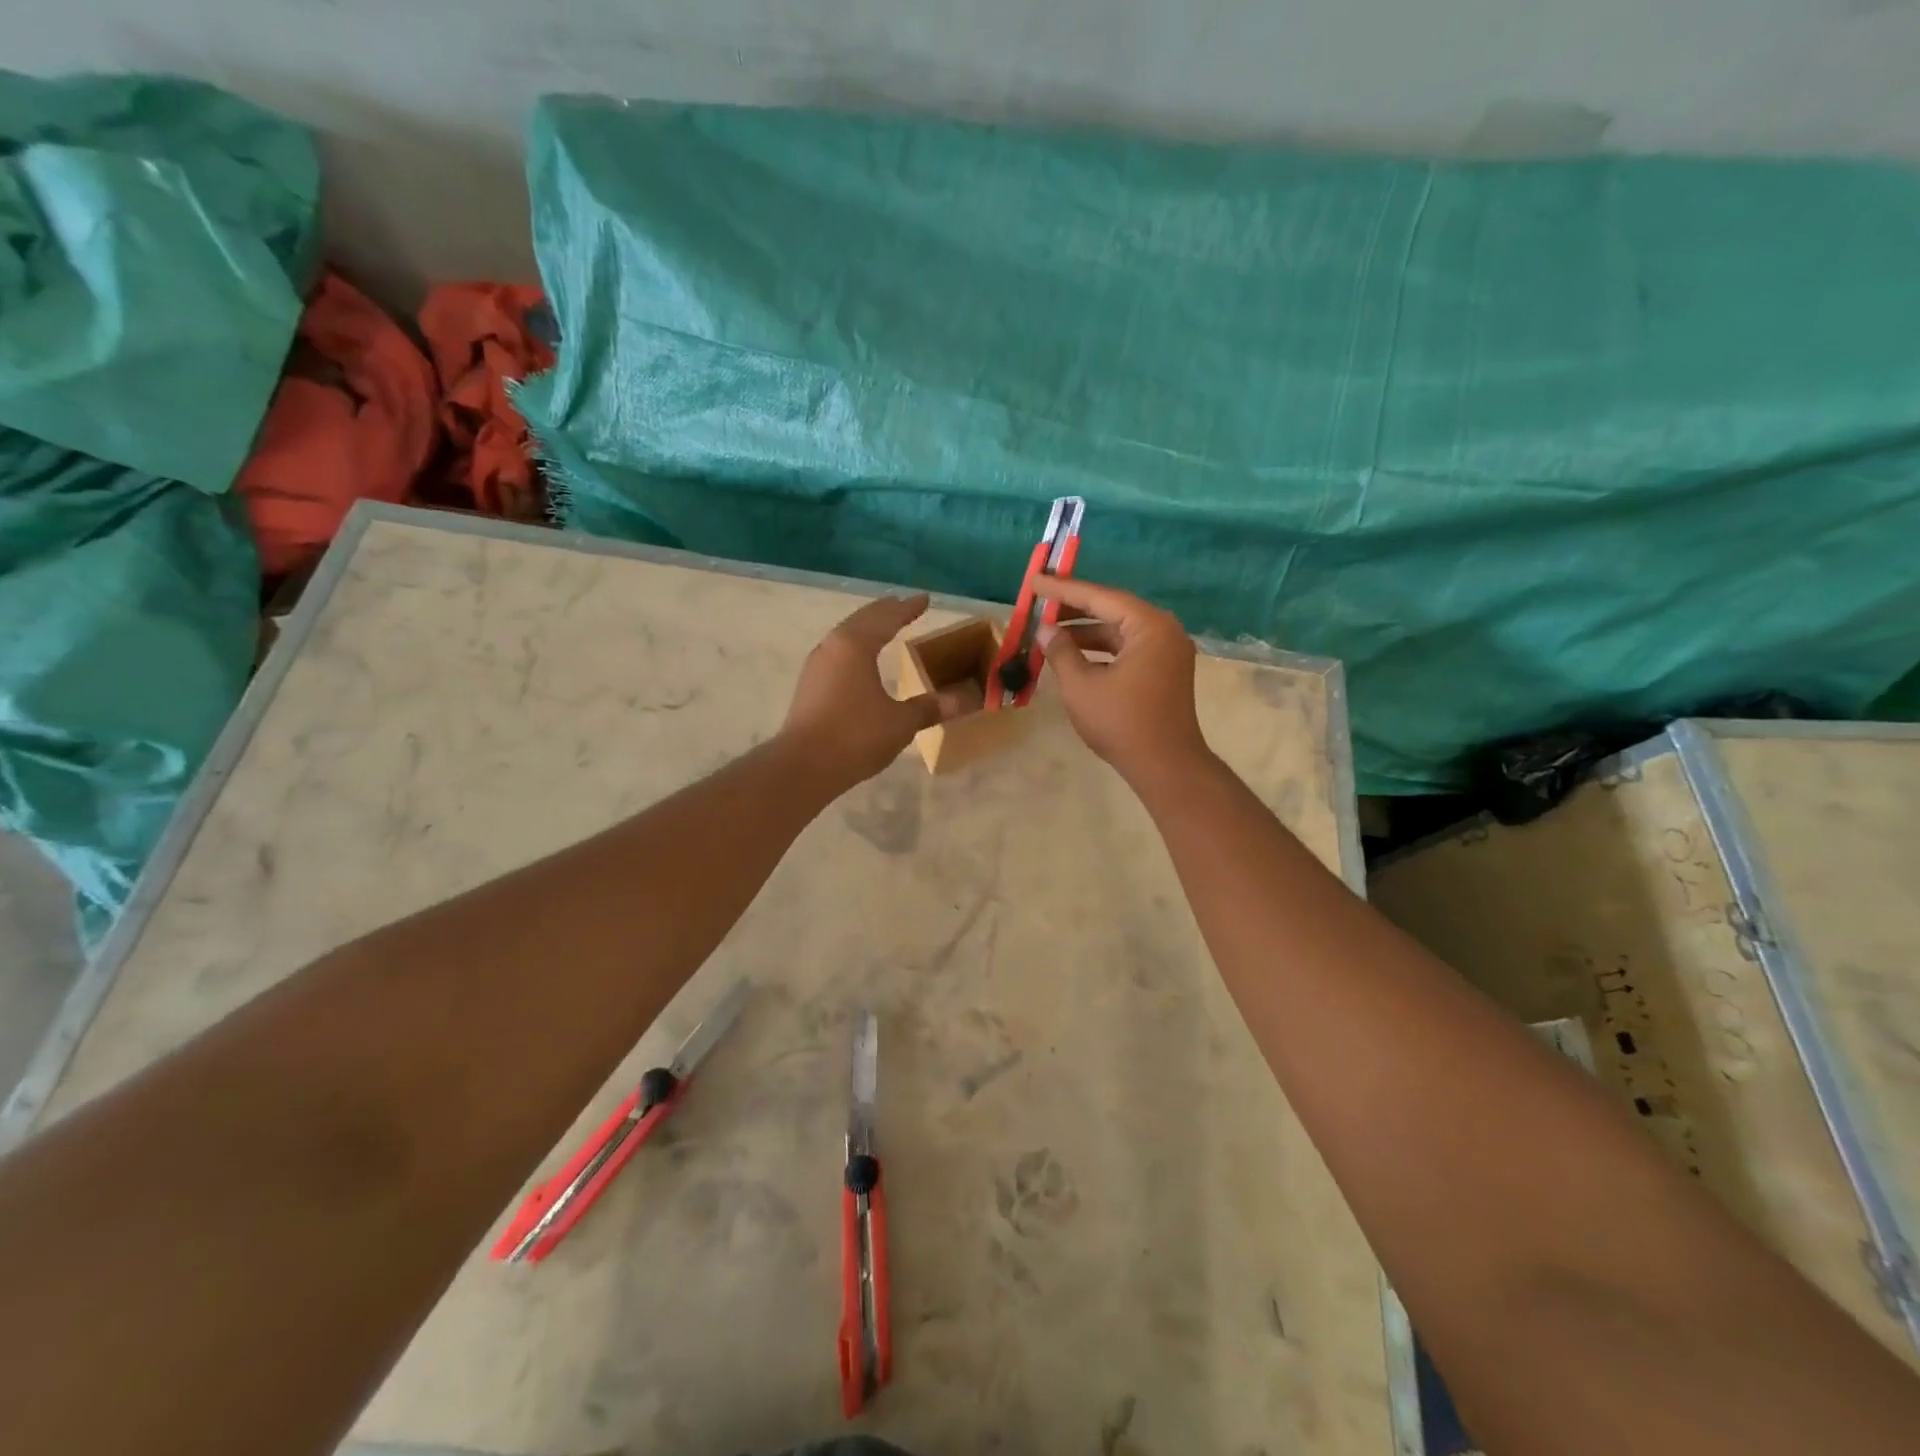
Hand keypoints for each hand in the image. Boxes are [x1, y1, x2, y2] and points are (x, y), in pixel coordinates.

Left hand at [782, 594, 965, 786]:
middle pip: (862, 620)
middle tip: (903, 605)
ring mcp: (817, 665)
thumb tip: (961, 700)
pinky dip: (855, 647)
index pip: (887, 617)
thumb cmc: (856, 736)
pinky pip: (837, 653)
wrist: (804, 766)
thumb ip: (929, 707)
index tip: (925, 599)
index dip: (908, 608)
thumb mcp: (900, 723)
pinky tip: (861, 660)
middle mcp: (833, 646)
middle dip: (885, 611)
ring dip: (867, 628)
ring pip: (846, 635)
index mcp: (855, 645)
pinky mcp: (809, 685)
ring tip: (884, 627)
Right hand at [1034, 575, 1209, 781]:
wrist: (1166, 766)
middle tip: (1040, 603)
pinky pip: (1128, 649)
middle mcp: (1164, 631)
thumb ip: (1061, 652)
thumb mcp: (1081, 685)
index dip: (1064, 590)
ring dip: (1086, 632)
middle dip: (1075, 609)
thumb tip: (1045, 631)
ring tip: (1050, 632)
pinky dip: (1102, 650)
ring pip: (1120, 631)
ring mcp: (1168, 652)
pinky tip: (1074, 655)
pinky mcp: (1165, 672)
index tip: (1036, 581)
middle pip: (1113, 610)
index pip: (1100, 597)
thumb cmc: (1122, 723)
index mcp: (1149, 626)